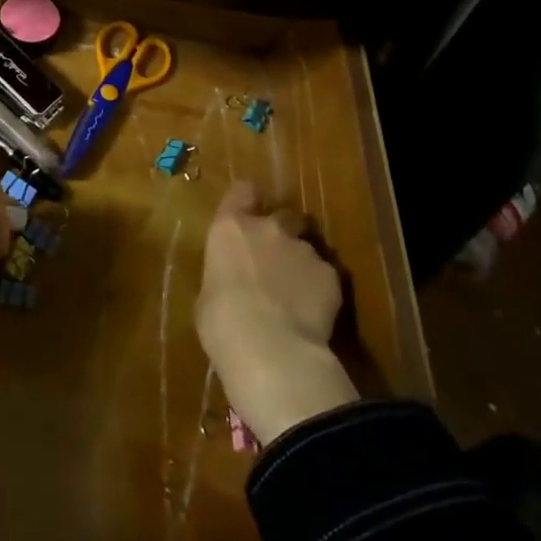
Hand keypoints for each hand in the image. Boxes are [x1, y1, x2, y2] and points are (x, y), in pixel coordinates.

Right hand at [195, 181, 357, 445]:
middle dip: (284, 231)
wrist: (270, 349)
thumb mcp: (209, 294)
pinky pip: (325, 276)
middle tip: (278, 259)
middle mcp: (269, 228)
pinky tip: (314, 315)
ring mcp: (304, 248)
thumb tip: (234, 282)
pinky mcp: (331, 275)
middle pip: (284, 214)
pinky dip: (321, 290)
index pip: (242, 191)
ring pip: (307, 248)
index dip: (247, 200)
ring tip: (297, 296)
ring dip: (301, 264)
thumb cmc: (222, 322)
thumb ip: (226, 275)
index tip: (248, 212)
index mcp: (231, 228)